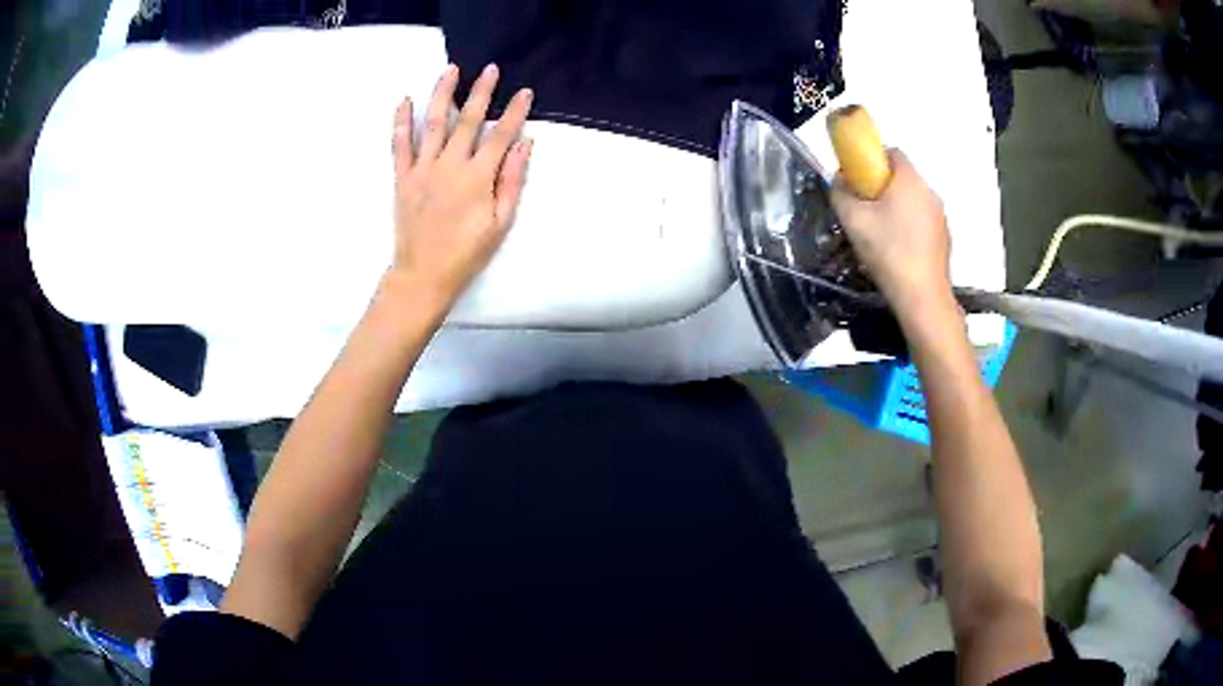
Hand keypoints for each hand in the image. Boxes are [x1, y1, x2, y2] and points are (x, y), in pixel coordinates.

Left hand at [388, 63, 533, 306]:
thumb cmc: (467, 253)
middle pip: (468, 120)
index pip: (501, 135)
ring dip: (443, 93)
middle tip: (491, 69)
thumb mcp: (501, 223)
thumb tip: (524, 144)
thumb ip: (512, 181)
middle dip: (482, 91)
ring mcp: (422, 169)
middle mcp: (449, 165)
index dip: (515, 112)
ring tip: (450, 69)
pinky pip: (400, 144)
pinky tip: (405, 101)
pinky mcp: (403, 177)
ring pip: (433, 123)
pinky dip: (401, 121)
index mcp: (477, 178)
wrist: (423, 275)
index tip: (525, 92)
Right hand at [830, 150, 954, 319]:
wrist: (922, 297)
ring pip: (913, 200)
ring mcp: (940, 216)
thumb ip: (840, 192)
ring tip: (879, 234)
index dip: (871, 159)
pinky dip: (909, 227)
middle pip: (902, 177)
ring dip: (896, 208)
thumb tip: (840, 179)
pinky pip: (922, 221)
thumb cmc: (888, 252)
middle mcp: (929, 191)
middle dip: (882, 186)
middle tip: (864, 209)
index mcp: (909, 180)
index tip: (858, 180)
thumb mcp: (852, 220)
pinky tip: (897, 250)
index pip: (891, 151)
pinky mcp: (945, 238)